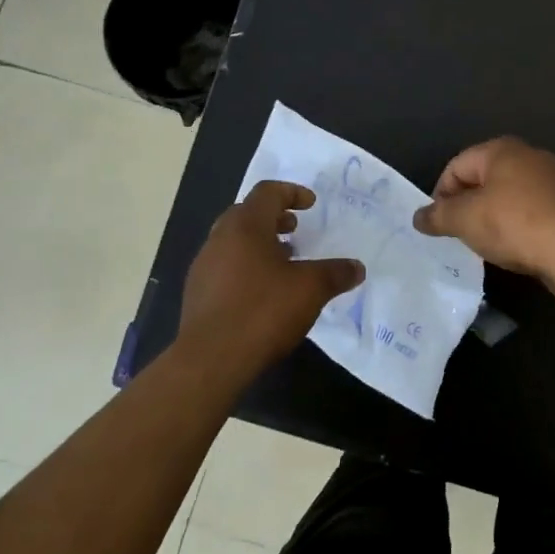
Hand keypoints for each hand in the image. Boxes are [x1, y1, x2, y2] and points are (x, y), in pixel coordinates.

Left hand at [176, 181, 364, 384]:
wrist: (210, 361)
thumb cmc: (262, 312)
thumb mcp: (310, 290)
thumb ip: (335, 273)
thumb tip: (357, 267)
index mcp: (245, 226)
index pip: (267, 192)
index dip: (291, 192)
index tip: (311, 204)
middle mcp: (219, 238)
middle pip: (247, 214)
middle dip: (274, 217)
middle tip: (295, 230)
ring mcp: (204, 266)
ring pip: (234, 241)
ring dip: (259, 244)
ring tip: (284, 262)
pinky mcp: (197, 293)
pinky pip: (225, 266)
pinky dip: (246, 266)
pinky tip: (263, 292)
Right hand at [412, 137, 554, 299]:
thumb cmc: (513, 224)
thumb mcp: (465, 220)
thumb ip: (438, 216)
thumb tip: (418, 217)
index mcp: (501, 149)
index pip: (456, 165)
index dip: (441, 194)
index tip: (438, 223)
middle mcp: (528, 155)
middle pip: (483, 178)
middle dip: (466, 205)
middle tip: (458, 232)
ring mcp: (552, 178)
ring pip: (507, 194)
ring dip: (491, 216)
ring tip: (484, 242)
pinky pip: (530, 210)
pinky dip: (516, 224)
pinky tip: (513, 246)